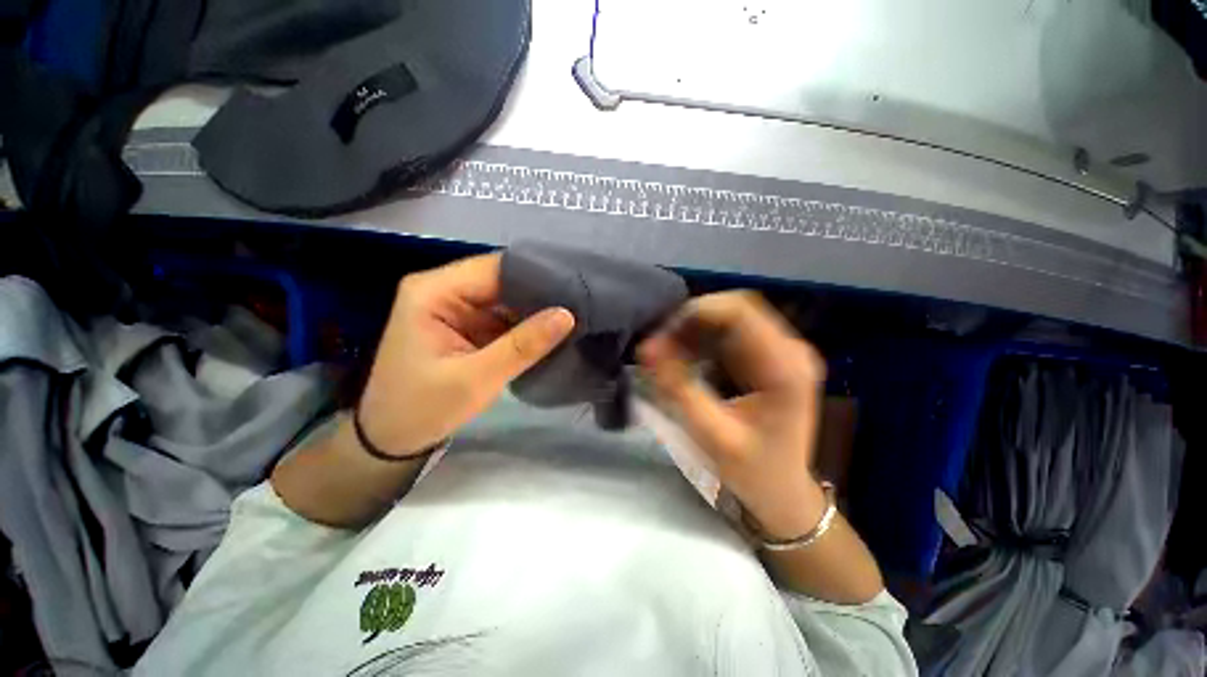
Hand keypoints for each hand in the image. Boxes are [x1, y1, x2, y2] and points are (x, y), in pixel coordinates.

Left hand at [358, 253, 574, 456]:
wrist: (392, 439)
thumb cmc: (423, 409)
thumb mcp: (476, 379)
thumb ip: (523, 346)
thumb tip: (567, 314)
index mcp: (434, 291)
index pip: (495, 268)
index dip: (535, 275)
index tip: (574, 288)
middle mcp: (445, 290)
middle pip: (502, 280)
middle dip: (539, 293)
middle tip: (580, 304)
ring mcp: (457, 308)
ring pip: (507, 298)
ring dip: (536, 310)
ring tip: (574, 315)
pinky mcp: (467, 325)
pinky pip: (504, 316)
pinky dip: (527, 324)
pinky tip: (552, 330)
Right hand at [638, 291, 827, 539]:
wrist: (782, 492)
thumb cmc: (752, 472)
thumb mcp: (711, 435)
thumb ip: (677, 388)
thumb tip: (646, 348)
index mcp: (785, 367)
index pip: (740, 311)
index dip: (696, 312)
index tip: (661, 334)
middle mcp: (790, 349)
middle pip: (735, 309)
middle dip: (691, 321)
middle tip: (660, 346)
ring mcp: (783, 351)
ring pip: (731, 318)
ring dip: (694, 330)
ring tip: (667, 353)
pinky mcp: (770, 357)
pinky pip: (731, 333)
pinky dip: (703, 340)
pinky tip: (685, 357)